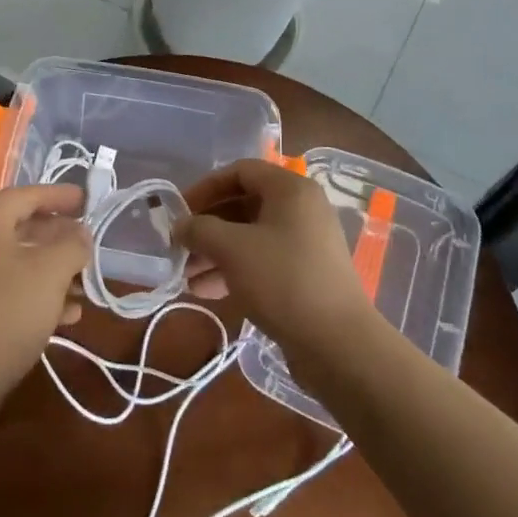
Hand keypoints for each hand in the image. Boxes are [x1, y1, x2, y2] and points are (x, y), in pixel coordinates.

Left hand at [0, 183, 90, 418]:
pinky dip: (32, 292)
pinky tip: (63, 316)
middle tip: (89, 246)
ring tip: (83, 288)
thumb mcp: (50, 274)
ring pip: (15, 260)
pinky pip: (3, 287)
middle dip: (59, 238)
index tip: (89, 201)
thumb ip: (72, 245)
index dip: (61, 196)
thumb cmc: (5, 314)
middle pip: (21, 226)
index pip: (28, 194)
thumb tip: (80, 233)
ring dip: (51, 270)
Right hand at [174, 159, 371, 359]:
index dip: (205, 187)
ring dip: (215, 252)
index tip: (179, 211)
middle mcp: (301, 209)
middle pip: (243, 205)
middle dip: (207, 227)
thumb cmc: (282, 280)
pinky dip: (234, 270)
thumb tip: (180, 226)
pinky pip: (262, 261)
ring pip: (250, 237)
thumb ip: (200, 229)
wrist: (338, 345)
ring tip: (185, 277)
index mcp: (290, 189)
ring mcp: (305, 243)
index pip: (240, 171)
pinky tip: (206, 291)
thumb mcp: (232, 249)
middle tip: (179, 247)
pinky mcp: (305, 274)